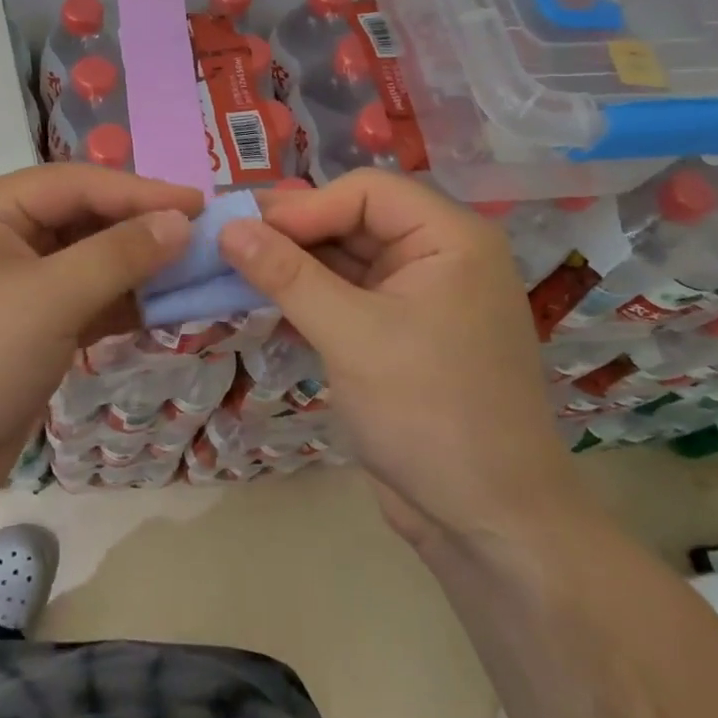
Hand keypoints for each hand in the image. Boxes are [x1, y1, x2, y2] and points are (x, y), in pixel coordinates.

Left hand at [0, 164, 201, 518]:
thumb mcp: (50, 298)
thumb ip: (119, 255)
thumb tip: (181, 222)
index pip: (80, 184)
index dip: (141, 192)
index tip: (200, 205)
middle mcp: (6, 236)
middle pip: (87, 219)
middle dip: (142, 229)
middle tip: (205, 239)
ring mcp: (20, 285)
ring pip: (92, 262)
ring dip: (139, 268)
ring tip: (196, 272)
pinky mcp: (33, 329)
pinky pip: (88, 301)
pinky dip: (123, 304)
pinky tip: (165, 309)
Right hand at [218, 170, 585, 543]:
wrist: (490, 525)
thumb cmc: (429, 414)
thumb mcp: (351, 335)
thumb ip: (287, 275)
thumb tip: (227, 227)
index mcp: (450, 238)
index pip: (365, 192)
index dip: (304, 206)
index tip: (245, 231)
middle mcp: (439, 256)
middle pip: (353, 220)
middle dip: (293, 232)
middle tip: (228, 242)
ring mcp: (420, 296)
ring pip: (345, 259)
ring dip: (294, 264)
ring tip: (234, 267)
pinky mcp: (401, 333)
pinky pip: (347, 296)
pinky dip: (307, 296)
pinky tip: (263, 300)